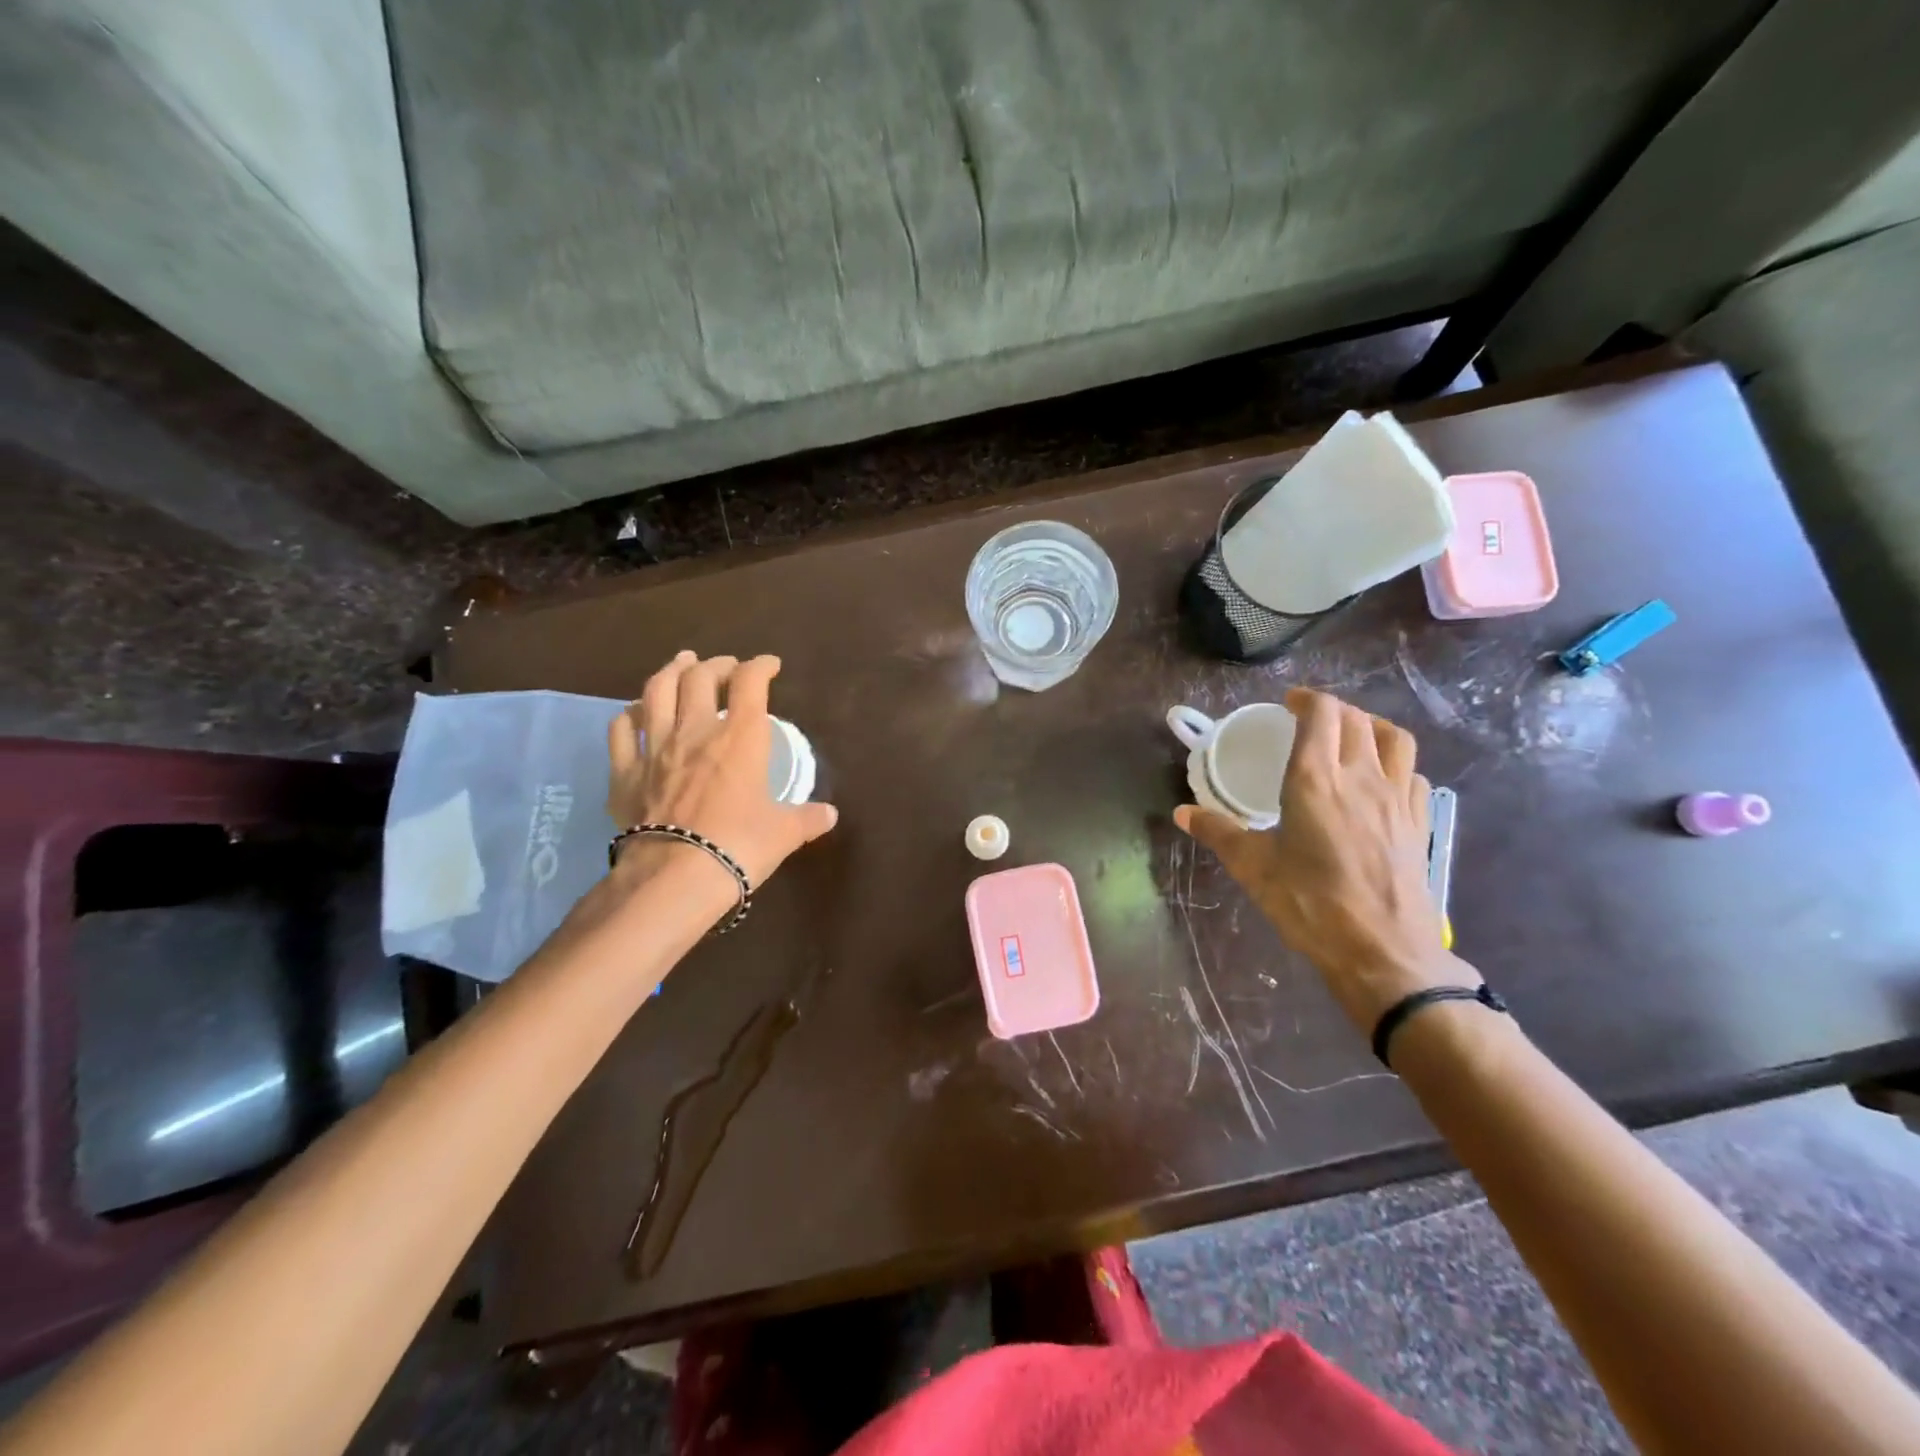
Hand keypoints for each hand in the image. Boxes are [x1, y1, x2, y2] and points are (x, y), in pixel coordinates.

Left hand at [606, 652, 838, 894]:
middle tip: (727, 668)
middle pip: (700, 676)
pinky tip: (637, 711)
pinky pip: (621, 728)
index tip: (770, 666)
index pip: (750, 682)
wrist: (674, 877)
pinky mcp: (625, 771)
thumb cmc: (739, 846)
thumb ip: (807, 818)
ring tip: (682, 664)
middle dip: (717, 664)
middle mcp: (695, 730)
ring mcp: (655, 747)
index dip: (761, 666)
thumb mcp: (784, 833)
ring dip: (671, 671)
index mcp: (740, 737)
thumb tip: (830, 815)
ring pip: (657, 690)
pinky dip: (631, 712)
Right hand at [1175, 687, 1474, 1030]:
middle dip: (1332, 710)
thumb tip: (1183, 813)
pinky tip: (1379, 781)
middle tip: (1309, 720)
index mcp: (1315, 780)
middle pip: (1355, 719)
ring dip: (1370, 725)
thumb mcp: (1253, 868)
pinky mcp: (1418, 821)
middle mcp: (1361, 776)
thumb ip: (1219, 832)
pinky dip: (1394, 762)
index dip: (1306, 699)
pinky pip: (1412, 772)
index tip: (1288, 704)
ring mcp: (1397, 797)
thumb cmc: (1310, 905)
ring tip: (1350, 737)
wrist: (1382, 951)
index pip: (1322, 714)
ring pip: (1393, 737)